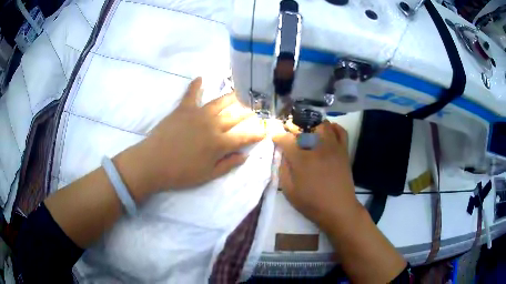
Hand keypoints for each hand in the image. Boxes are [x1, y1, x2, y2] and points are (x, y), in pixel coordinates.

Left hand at [117, 77, 265, 198]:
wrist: (153, 163)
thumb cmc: (181, 173)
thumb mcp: (208, 175)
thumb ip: (228, 164)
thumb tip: (245, 156)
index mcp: (220, 144)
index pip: (244, 136)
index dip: (257, 133)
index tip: (266, 129)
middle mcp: (213, 125)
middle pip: (235, 116)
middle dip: (248, 113)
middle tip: (256, 107)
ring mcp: (198, 114)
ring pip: (220, 102)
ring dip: (232, 97)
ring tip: (240, 92)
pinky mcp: (183, 109)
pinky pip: (191, 94)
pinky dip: (196, 85)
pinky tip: (201, 77)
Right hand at [272, 120, 361, 228]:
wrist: (338, 209)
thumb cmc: (311, 203)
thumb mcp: (289, 190)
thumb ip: (283, 169)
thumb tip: (283, 154)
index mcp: (301, 159)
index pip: (286, 138)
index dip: (278, 137)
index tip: (275, 138)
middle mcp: (317, 147)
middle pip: (304, 127)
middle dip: (294, 129)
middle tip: (291, 137)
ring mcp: (333, 147)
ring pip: (322, 125)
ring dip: (313, 128)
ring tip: (309, 136)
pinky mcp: (343, 150)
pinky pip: (341, 131)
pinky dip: (334, 128)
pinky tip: (328, 133)